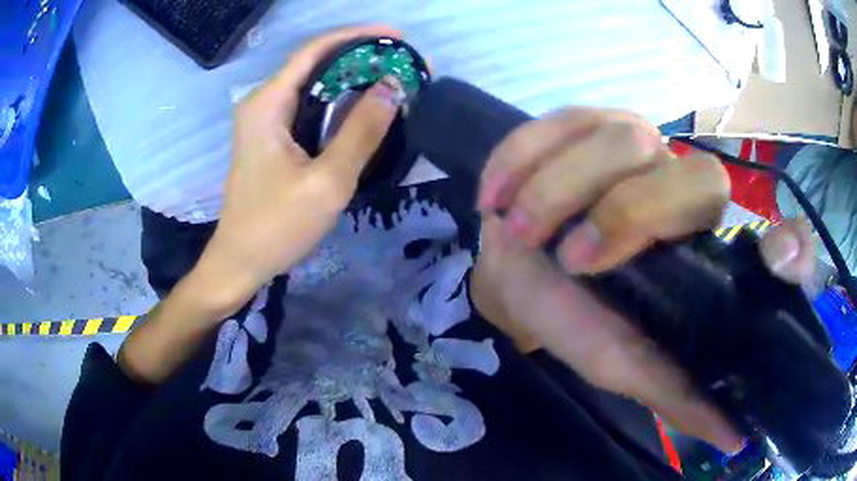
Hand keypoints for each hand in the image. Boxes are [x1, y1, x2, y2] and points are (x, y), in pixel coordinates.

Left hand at [195, 25, 403, 310]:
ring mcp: (264, 119)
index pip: (314, 50)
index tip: (396, 37)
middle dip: (358, 56)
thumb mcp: (327, 182)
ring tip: (390, 80)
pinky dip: (337, 100)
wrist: (240, 261)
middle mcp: (262, 102)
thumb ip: (361, 131)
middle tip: (400, 62)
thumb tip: (392, 87)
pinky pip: (307, 105)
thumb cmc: (277, 226)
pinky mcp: (270, 136)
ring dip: (350, 78)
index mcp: (267, 103)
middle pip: (313, 62)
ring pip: (311, 84)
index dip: (356, 36)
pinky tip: (362, 107)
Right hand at [471, 107, 815, 453]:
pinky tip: (495, 196)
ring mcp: (637, 141)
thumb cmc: (579, 320)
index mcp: (710, 250)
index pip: (777, 242)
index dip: (791, 250)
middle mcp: (689, 186)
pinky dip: (520, 159)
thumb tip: (735, 442)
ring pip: (624, 141)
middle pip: (697, 178)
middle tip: (573, 258)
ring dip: (560, 191)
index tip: (782, 259)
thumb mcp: (630, 366)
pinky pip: (559, 123)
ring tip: (520, 231)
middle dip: (630, 215)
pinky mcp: (583, 119)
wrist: (518, 273)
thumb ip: (682, 397)